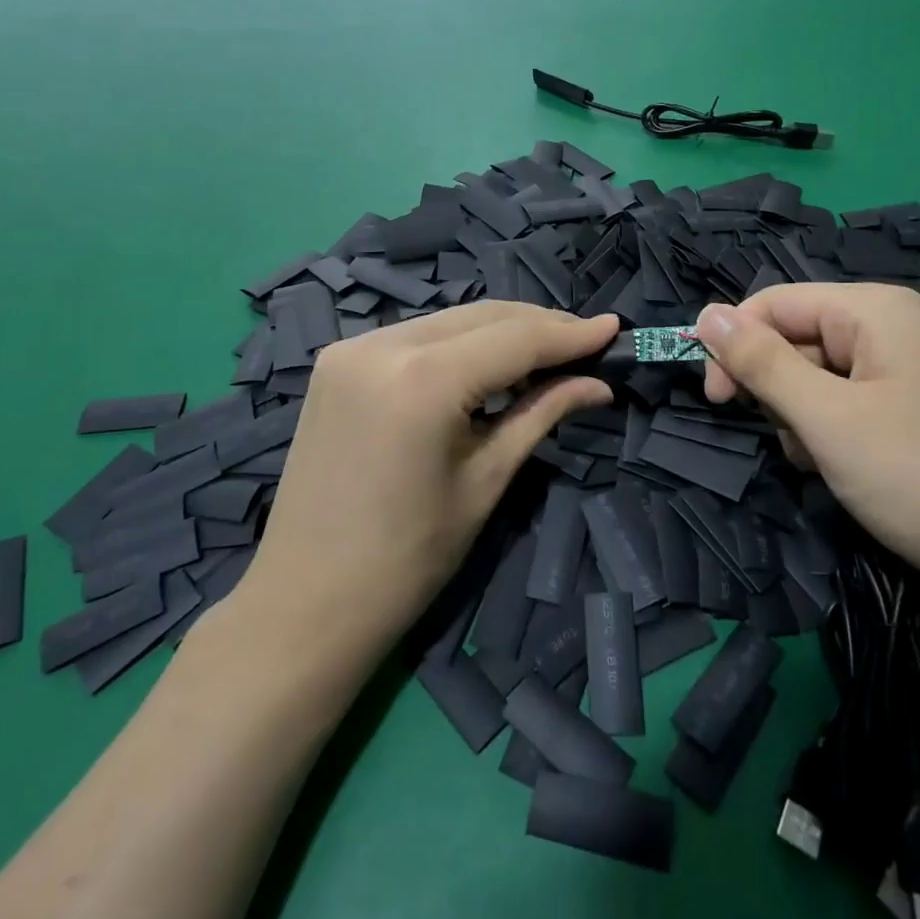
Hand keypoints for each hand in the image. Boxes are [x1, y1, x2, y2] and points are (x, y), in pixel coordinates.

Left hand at [247, 303, 617, 644]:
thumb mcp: (485, 480)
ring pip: (448, 320)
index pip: (514, 339)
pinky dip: (457, 344)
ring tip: (546, 353)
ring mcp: (351, 348)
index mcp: (422, 380)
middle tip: (587, 342)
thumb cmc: (407, 559)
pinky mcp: (336, 361)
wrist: (305, 602)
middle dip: (538, 326)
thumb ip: (541, 414)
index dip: (568, 333)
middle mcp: (382, 345)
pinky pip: (415, 336)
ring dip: (499, 331)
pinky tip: (486, 364)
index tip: (613, 328)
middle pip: (481, 316)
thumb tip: (596, 383)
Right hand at [696, 284, 919, 601]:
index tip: (717, 400)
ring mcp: (909, 367)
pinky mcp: (917, 406)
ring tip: (827, 462)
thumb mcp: (825, 419)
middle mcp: (894, 325)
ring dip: (803, 417)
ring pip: (817, 374)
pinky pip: (849, 400)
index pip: (773, 302)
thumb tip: (704, 314)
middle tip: (795, 441)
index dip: (734, 344)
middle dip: (778, 389)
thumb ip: (761, 362)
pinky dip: (832, 432)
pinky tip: (846, 469)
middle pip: (797, 337)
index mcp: (875, 309)